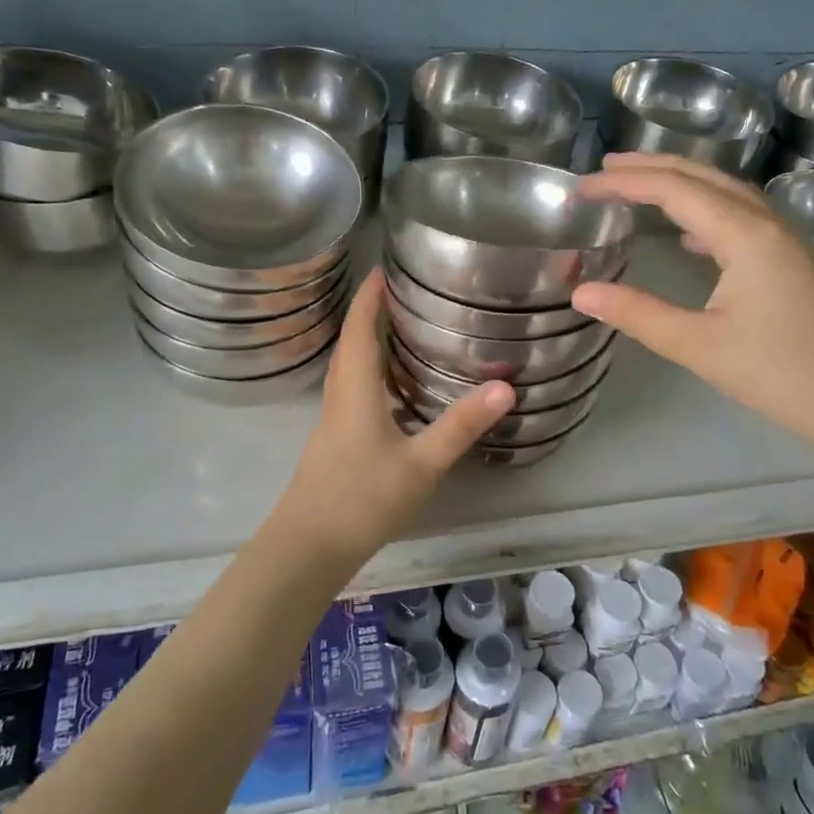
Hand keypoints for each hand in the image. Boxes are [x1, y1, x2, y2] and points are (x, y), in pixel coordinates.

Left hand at [268, 269, 512, 562]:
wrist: (308, 547)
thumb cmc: (362, 498)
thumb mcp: (421, 464)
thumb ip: (461, 425)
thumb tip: (505, 386)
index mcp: (355, 389)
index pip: (359, 328)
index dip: (369, 295)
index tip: (383, 266)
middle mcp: (339, 395)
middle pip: (350, 342)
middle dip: (370, 311)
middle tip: (402, 291)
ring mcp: (332, 420)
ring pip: (348, 367)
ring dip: (367, 341)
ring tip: (400, 328)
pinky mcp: (334, 441)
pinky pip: (351, 390)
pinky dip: (369, 372)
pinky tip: (393, 388)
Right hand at [572, 153, 813, 447]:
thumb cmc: (778, 373)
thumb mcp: (698, 346)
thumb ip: (637, 314)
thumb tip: (581, 293)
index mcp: (745, 235)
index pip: (674, 190)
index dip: (625, 183)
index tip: (582, 187)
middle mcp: (767, 223)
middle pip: (702, 177)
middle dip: (651, 167)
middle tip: (604, 169)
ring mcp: (784, 239)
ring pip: (725, 192)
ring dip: (680, 182)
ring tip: (639, 185)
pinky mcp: (790, 259)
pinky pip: (740, 215)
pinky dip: (704, 209)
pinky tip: (688, 234)